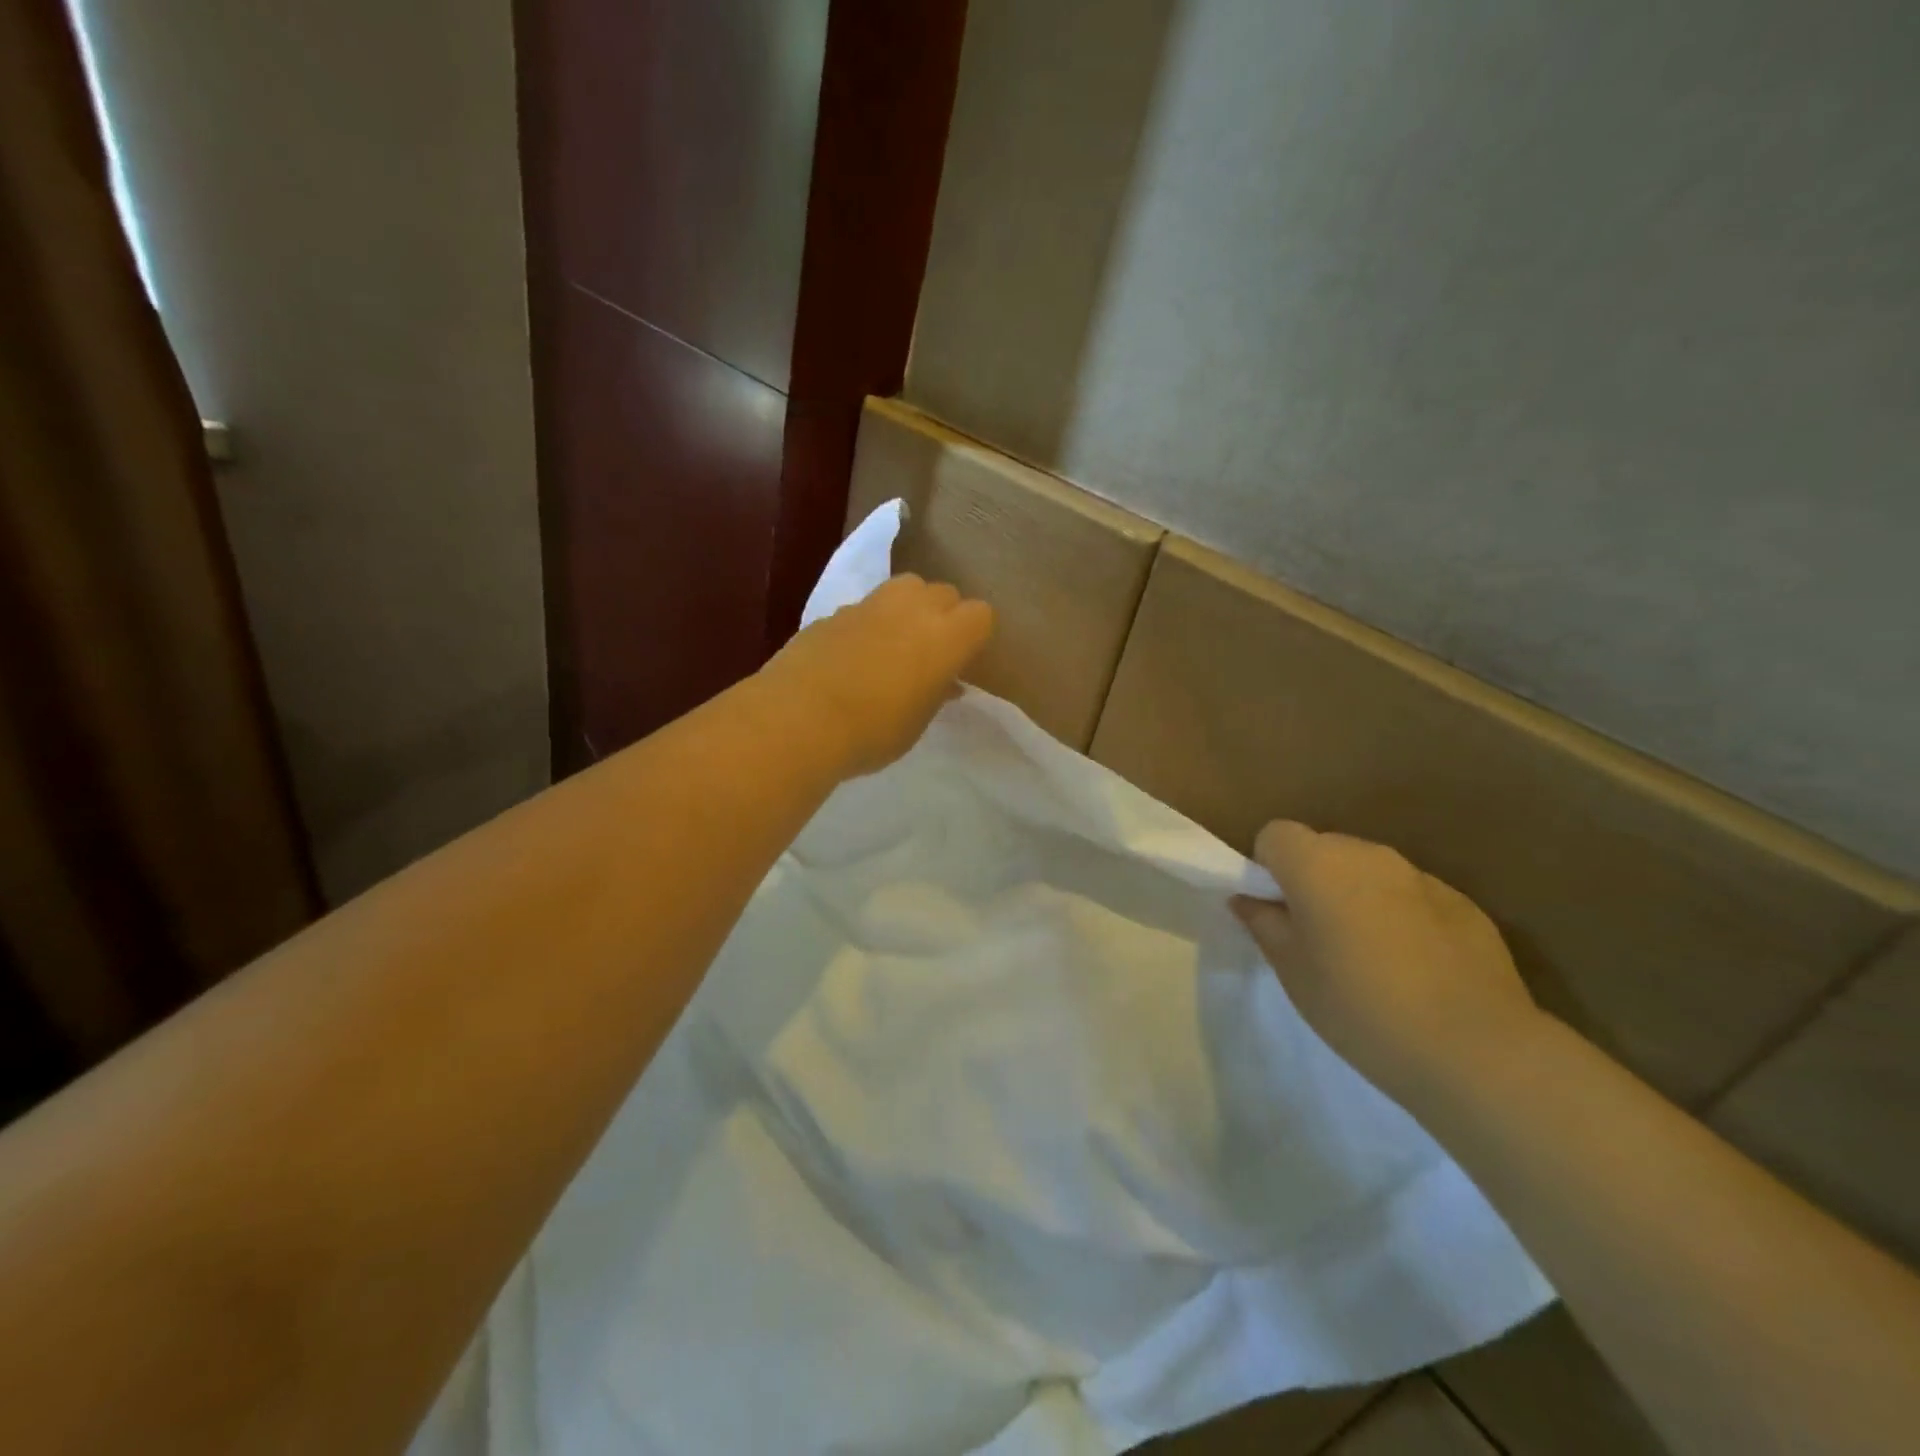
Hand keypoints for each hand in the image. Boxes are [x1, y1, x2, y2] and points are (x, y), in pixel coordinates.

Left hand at [758, 574, 993, 777]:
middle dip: (944, 615)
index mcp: (945, 637)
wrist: (799, 719)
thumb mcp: (917, 722)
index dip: (974, 636)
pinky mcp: (833, 612)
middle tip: (932, 652)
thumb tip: (945, 682)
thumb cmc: (872, 731)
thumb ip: (935, 694)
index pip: (980, 615)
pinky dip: (869, 623)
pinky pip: (865, 608)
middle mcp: (912, 608)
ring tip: (896, 643)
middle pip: (944, 593)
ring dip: (909, 608)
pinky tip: (854, 655)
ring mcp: (870, 605)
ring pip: (905, 587)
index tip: (962, 662)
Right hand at [1233, 821, 1544, 1105]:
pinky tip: (1415, 967)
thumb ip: (1264, 924)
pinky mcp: (1463, 903)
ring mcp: (1420, 876)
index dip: (1268, 866)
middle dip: (1312, 879)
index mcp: (1317, 864)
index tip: (1276, 909)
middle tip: (1316, 936)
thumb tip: (1248, 899)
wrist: (1474, 1050)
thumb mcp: (1292, 971)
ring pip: (1369, 871)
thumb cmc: (1359, 1007)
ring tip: (1368, 955)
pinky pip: (1411, 895)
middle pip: (1323, 848)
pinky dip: (1401, 916)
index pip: (1275, 835)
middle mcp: (1368, 854)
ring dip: (1357, 896)